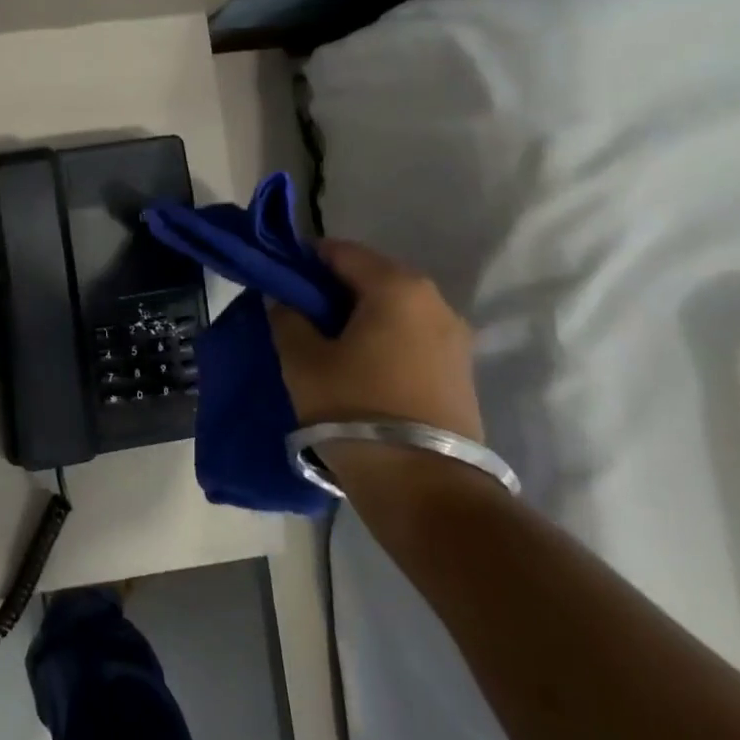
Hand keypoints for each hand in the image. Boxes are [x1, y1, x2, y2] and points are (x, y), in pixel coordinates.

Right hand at [268, 239, 482, 442]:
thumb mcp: (303, 361)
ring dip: (358, 315)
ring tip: (326, 343)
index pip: (341, 251)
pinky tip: (358, 365)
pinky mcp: (460, 370)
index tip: (279, 279)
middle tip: (298, 313)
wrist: (425, 487)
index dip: (305, 259)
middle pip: (371, 276)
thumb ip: (287, 318)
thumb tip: (285, 301)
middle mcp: (435, 300)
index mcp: (397, 286)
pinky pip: (411, 335)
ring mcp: (454, 337)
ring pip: (393, 307)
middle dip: (332, 288)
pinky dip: (382, 337)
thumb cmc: (354, 409)